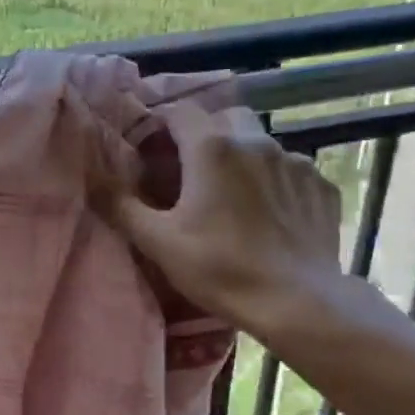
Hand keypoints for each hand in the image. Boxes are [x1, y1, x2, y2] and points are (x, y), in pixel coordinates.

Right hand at [106, 103, 343, 341]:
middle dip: (204, 133)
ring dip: (240, 154)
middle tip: (190, 167)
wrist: (298, 303)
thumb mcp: (158, 241)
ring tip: (231, 191)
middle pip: (224, 117)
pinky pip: (290, 168)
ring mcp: (295, 162)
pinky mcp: (322, 186)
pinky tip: (268, 211)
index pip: (179, 111)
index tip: (150, 148)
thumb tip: (93, 178)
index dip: (160, 124)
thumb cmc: (220, 269)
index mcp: (212, 148)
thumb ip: (121, 204)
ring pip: (260, 141)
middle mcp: (255, 142)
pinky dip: (274, 179)